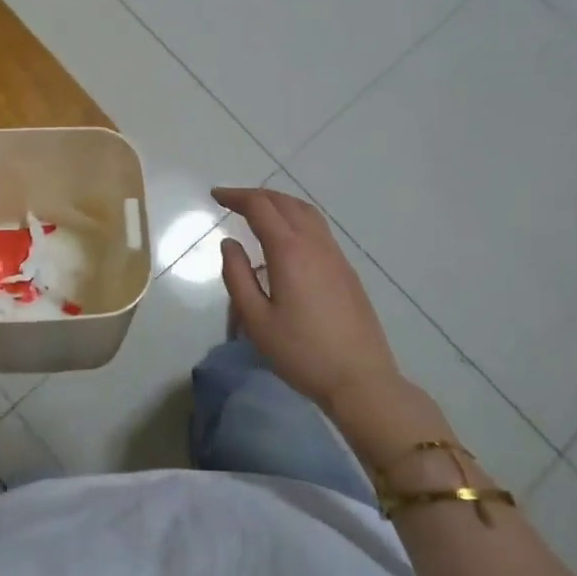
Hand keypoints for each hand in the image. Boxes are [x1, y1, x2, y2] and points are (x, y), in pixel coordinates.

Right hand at [213, 187, 406, 413]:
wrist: (361, 380)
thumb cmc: (302, 353)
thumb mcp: (256, 320)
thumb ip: (237, 276)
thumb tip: (229, 244)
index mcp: (289, 251)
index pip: (260, 207)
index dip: (236, 196)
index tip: (215, 196)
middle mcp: (315, 244)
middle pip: (285, 202)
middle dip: (256, 195)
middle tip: (232, 201)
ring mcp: (336, 255)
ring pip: (306, 212)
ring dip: (279, 203)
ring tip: (258, 212)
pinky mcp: (347, 270)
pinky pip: (318, 229)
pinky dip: (296, 218)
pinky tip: (286, 240)